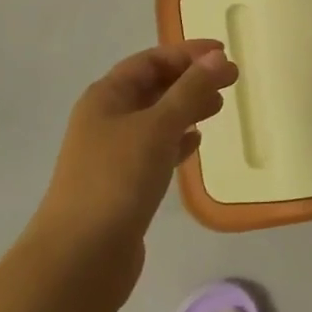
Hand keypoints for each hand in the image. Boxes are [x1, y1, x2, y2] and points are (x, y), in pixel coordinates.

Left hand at [34, 39, 237, 270]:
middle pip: (152, 87)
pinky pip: (154, 150)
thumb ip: (190, 91)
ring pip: (155, 119)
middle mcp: (106, 119)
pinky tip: (196, 143)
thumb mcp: (157, 127)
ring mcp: (112, 154)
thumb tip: (218, 57)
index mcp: (106, 96)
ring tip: (219, 107)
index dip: (186, 53)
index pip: (150, 60)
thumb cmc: (116, 180)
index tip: (224, 53)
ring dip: (186, 108)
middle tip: (230, 81)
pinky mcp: (122, 185)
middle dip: (190, 80)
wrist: (80, 258)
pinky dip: (176, 141)